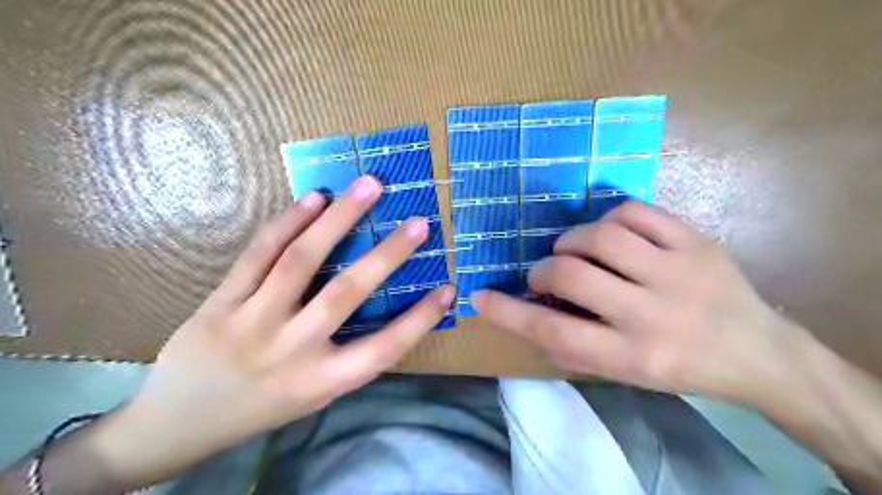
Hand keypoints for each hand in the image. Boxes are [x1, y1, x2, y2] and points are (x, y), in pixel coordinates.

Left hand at [89, 176, 454, 484]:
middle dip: (388, 254)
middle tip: (419, 222)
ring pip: (300, 261)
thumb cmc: (261, 408)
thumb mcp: (313, 395)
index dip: (421, 319)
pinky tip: (314, 200)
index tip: (449, 288)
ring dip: (339, 219)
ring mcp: (250, 323)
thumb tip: (383, 308)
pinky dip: (288, 223)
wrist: (178, 424)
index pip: (384, 348)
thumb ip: (347, 357)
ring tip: (368, 187)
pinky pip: (258, 255)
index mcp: (321, 381)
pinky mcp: (219, 303)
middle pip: (346, 293)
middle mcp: (290, 351)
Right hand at [473, 202, 808, 405]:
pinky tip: (609, 233)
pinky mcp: (695, 242)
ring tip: (573, 250)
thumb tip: (530, 312)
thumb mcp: (623, 375)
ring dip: (571, 240)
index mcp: (631, 356)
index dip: (508, 313)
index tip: (478, 297)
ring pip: (601, 236)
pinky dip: (608, 218)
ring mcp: (677, 272)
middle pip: (571, 275)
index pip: (553, 331)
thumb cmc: (679, 369)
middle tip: (544, 273)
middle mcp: (652, 314)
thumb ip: (573, 347)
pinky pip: (635, 212)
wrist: (758, 353)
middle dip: (543, 270)